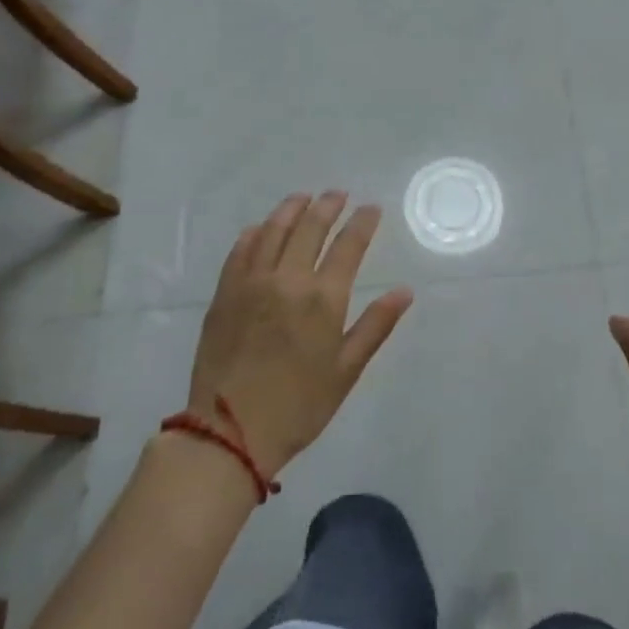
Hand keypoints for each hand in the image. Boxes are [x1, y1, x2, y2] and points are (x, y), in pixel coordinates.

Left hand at [187, 192, 413, 477]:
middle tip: (338, 194)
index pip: (349, 245)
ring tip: (303, 198)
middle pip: (310, 228)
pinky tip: (261, 227)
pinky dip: (255, 233)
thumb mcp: (346, 371)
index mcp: (323, 299)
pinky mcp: (224, 294)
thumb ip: (376, 326)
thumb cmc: (298, 406)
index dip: (362, 222)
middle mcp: (288, 280)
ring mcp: (252, 283)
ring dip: (291, 209)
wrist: (229, 433)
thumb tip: (404, 291)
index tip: (371, 208)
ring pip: (274, 231)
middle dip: (328, 206)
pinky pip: (241, 250)